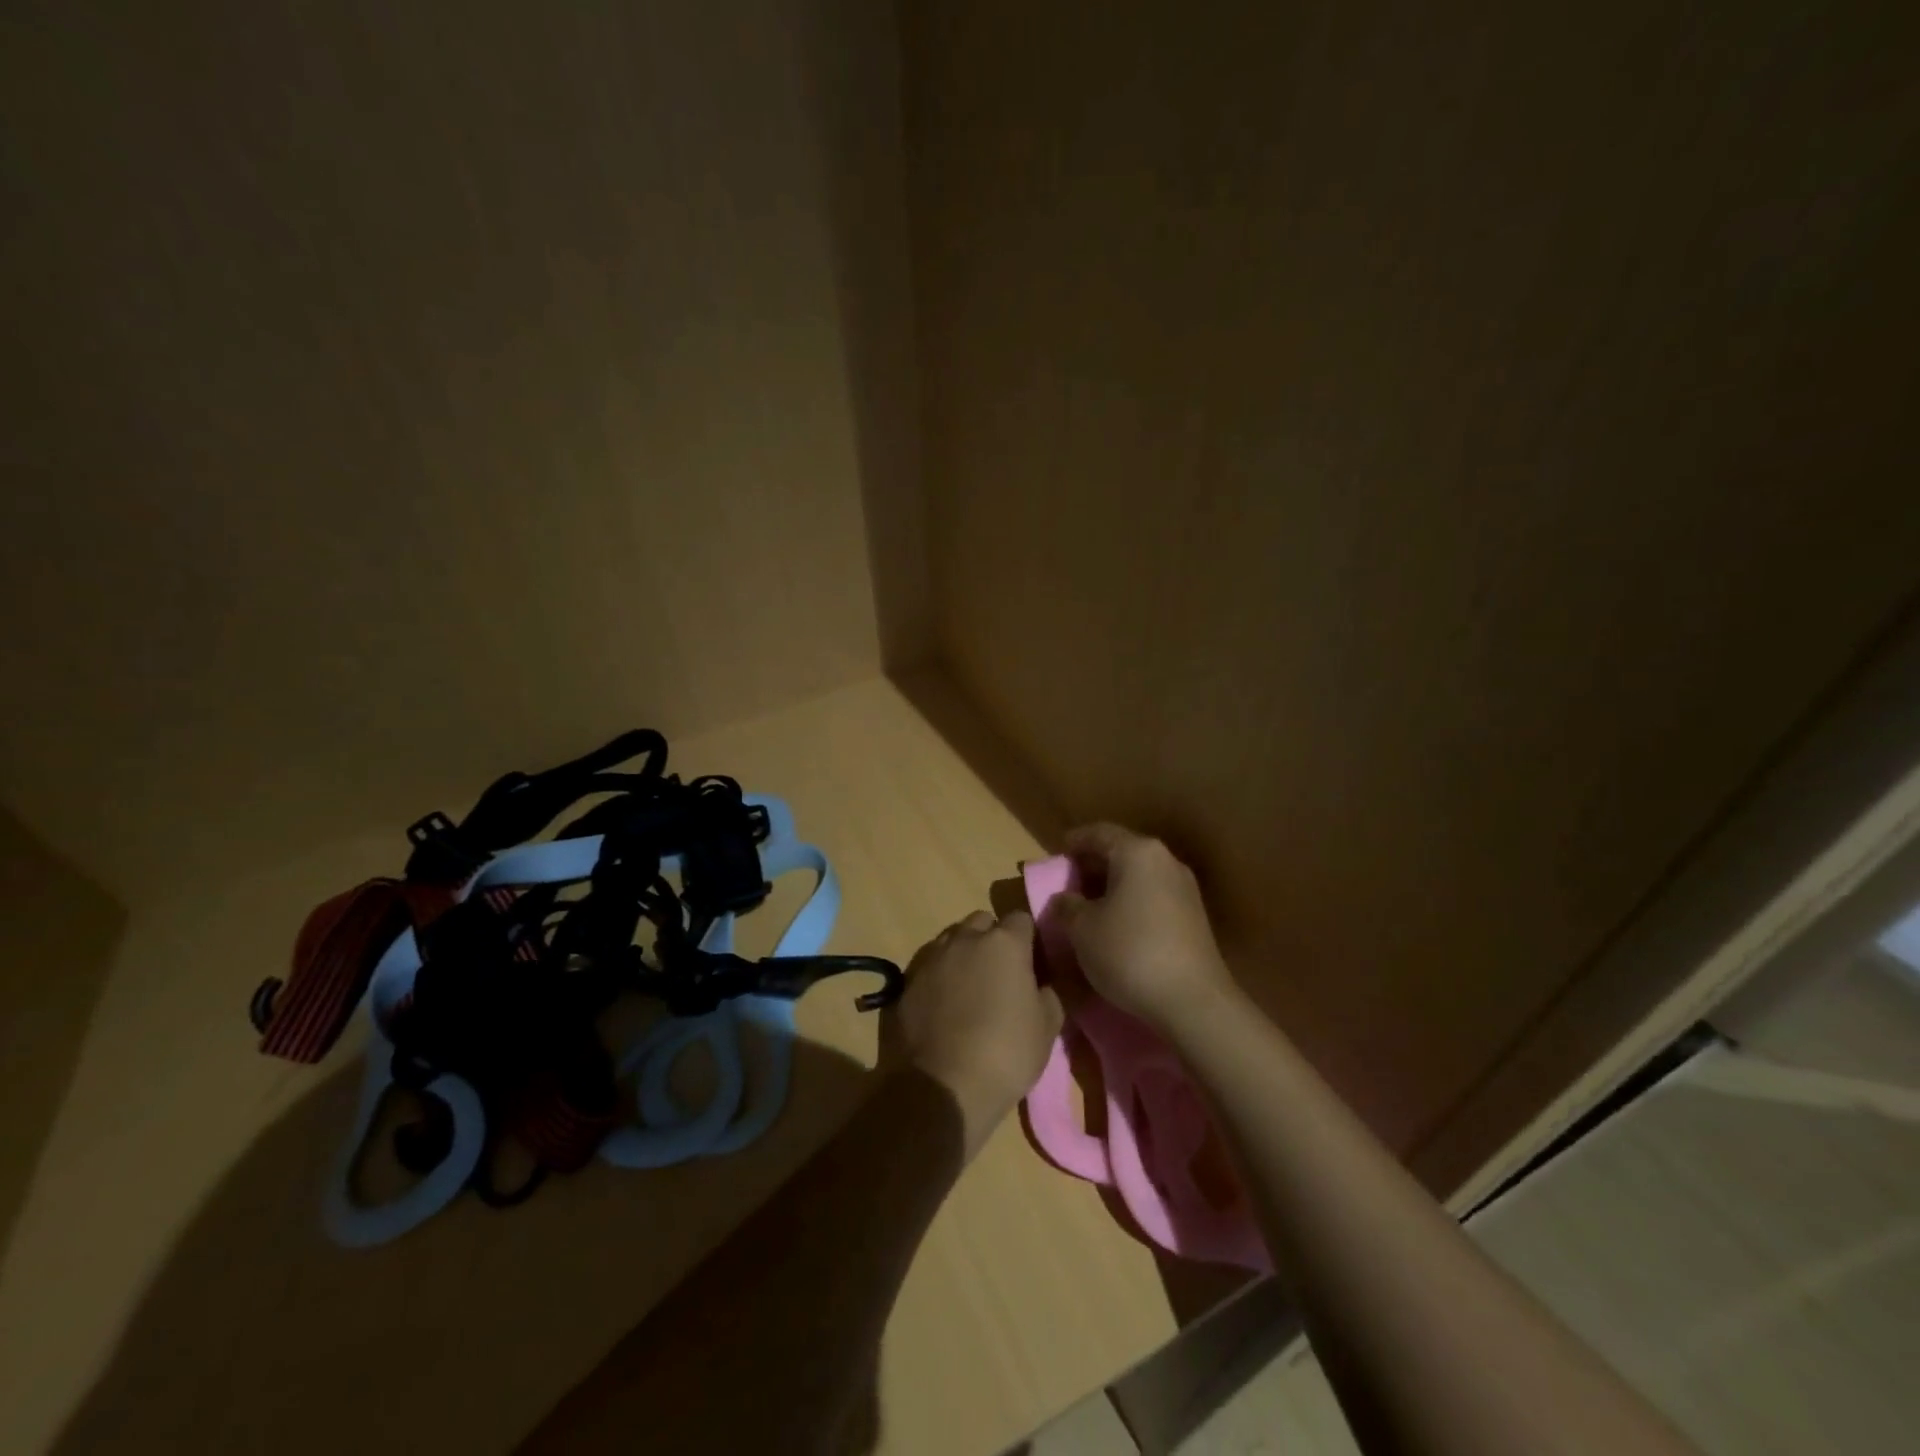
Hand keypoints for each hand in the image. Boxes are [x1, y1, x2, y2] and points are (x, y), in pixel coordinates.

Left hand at [881, 910, 1062, 1159]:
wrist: (941, 1086)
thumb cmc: (1005, 1054)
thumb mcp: (1047, 1029)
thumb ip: (1048, 995)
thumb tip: (1040, 986)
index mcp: (1005, 943)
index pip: (1021, 920)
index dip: (1028, 939)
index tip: (1032, 963)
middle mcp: (965, 938)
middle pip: (982, 922)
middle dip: (992, 939)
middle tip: (1000, 974)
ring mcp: (932, 957)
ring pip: (952, 940)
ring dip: (963, 954)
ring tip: (969, 989)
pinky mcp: (906, 979)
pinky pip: (929, 965)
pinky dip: (939, 976)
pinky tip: (943, 1005)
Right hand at [1051, 824, 1236, 1034]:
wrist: (1193, 1001)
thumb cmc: (1130, 952)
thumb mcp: (1082, 929)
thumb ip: (1067, 906)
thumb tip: (1064, 898)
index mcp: (1137, 852)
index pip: (1099, 833)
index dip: (1074, 841)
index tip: (1056, 853)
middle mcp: (1165, 861)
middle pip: (1122, 852)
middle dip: (1093, 865)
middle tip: (1068, 882)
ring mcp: (1184, 889)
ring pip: (1139, 876)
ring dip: (1112, 885)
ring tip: (1088, 906)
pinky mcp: (1194, 917)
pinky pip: (1153, 896)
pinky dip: (1131, 902)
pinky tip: (1116, 925)